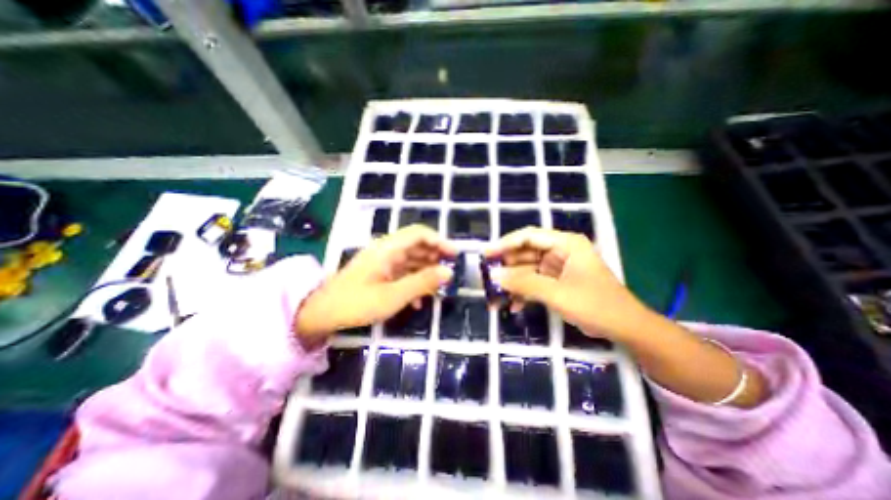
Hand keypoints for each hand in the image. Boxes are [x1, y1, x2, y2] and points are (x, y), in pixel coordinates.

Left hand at [296, 226, 454, 340]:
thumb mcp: (393, 296)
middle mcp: (386, 250)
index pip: (418, 233)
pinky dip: (414, 281)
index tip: (454, 255)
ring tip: (438, 288)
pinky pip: (403, 272)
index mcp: (388, 249)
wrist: (321, 314)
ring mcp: (382, 262)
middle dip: (435, 256)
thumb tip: (448, 272)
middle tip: (449, 273)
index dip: (439, 240)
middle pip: (417, 245)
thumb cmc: (356, 303)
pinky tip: (419, 300)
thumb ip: (422, 283)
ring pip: (411, 260)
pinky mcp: (380, 274)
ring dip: (426, 271)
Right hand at [484, 226, 652, 342]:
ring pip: (527, 270)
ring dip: (513, 284)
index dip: (505, 243)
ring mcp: (558, 267)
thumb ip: (524, 283)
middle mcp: (560, 251)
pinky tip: (514, 306)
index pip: (528, 236)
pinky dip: (524, 293)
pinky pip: (534, 282)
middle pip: (526, 253)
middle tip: (487, 278)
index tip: (486, 254)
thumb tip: (494, 275)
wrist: (625, 329)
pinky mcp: (557, 281)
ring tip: (495, 297)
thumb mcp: (557, 293)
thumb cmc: (595, 305)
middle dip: (507, 268)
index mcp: (565, 244)